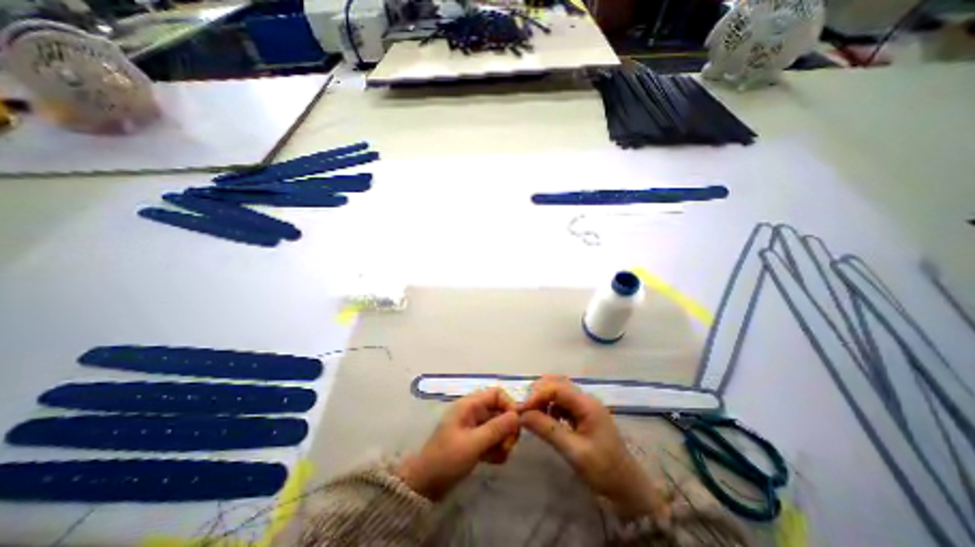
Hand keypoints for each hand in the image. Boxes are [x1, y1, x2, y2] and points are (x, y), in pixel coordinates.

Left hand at [395, 389, 520, 499]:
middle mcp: (474, 411)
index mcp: (470, 404)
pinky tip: (492, 461)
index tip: (516, 425)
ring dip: (503, 441)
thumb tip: (517, 415)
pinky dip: (496, 449)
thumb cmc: (447, 458)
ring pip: (499, 426)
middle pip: (500, 411)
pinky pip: (493, 439)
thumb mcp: (473, 443)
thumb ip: (496, 428)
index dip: (509, 405)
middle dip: (507, 428)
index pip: (497, 394)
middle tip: (508, 447)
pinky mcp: (475, 440)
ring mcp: (475, 426)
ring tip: (499, 457)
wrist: (425, 485)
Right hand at [518, 375, 670, 517]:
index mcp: (586, 404)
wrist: (629, 491)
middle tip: (525, 410)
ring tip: (533, 415)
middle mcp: (586, 399)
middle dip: (539, 393)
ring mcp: (585, 406)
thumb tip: (522, 415)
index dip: (536, 396)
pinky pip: (563, 402)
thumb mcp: (574, 452)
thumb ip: (547, 430)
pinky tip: (547, 420)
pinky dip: (551, 406)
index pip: (556, 388)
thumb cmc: (604, 471)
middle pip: (557, 383)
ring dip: (544, 399)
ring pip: (559, 391)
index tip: (521, 410)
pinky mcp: (583, 415)